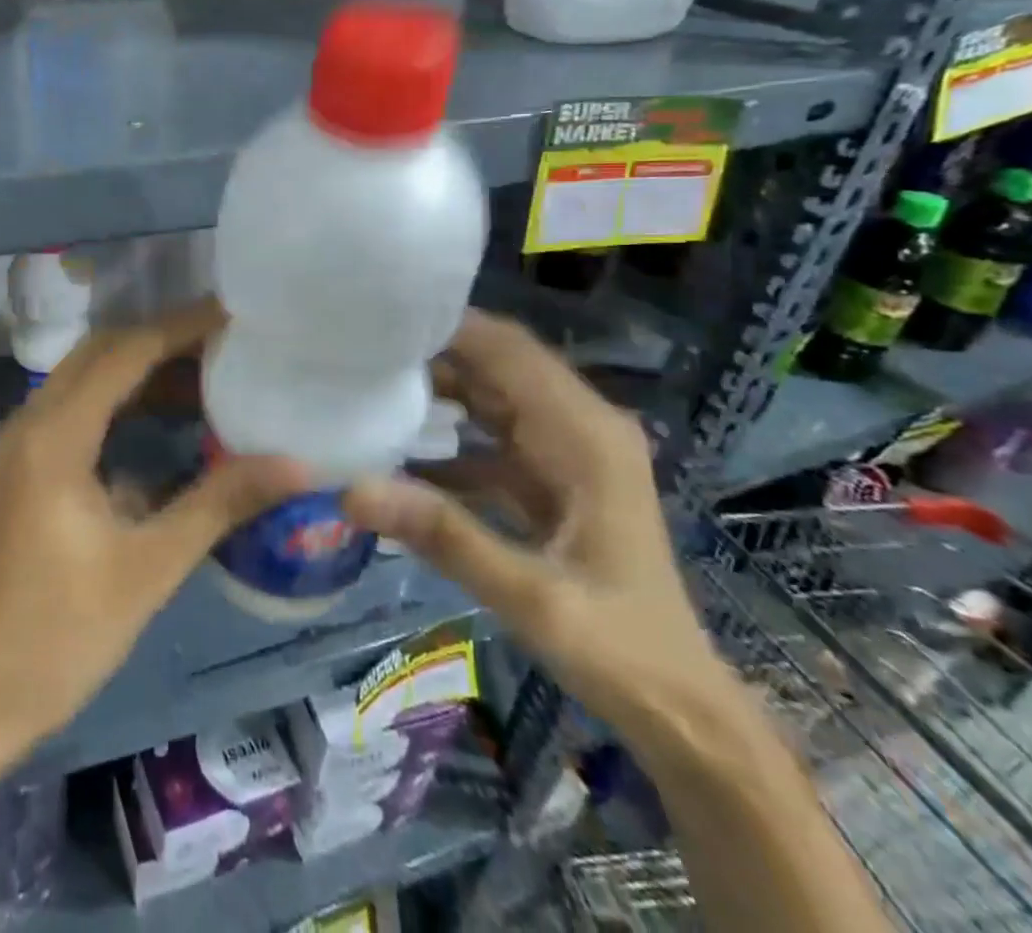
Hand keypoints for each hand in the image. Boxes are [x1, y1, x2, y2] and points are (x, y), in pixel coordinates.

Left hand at [0, 299, 307, 753]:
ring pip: (85, 379)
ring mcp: (20, 444)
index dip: (181, 327)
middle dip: (163, 340)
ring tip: (209, 375)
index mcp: (55, 435)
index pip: (124, 353)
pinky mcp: (23, 468)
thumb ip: (220, 503)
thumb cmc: (63, 634)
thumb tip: (297, 464)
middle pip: (100, 353)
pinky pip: (75, 411)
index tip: (235, 315)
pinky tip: (165, 422)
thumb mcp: (149, 567)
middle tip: (228, 343)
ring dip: (141, 370)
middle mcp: (30, 422)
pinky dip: (121, 403)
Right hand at [342, 309, 732, 742]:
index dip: (445, 326)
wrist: (680, 709)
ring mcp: (564, 450)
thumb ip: (444, 537)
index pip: (507, 350)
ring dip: (433, 388)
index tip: (374, 322)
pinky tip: (393, 448)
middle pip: (494, 362)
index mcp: (585, 435)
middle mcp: (578, 426)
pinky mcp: (548, 476)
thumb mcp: (531, 599)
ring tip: (363, 383)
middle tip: (354, 351)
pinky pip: (486, 434)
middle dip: (428, 352)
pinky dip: (443, 433)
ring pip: (488, 393)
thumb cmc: (621, 650)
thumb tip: (351, 490)